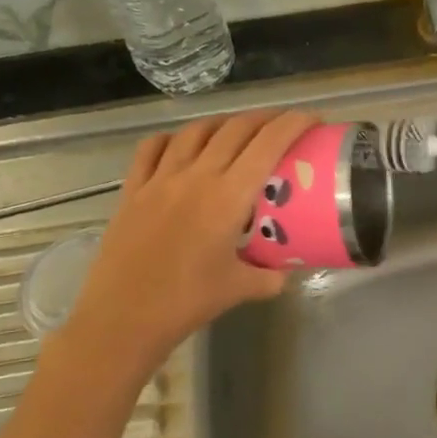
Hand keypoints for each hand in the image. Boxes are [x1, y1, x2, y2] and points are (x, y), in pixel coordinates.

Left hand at [56, 109, 317, 361]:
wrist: (123, 318)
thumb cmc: (186, 302)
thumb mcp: (240, 289)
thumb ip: (270, 275)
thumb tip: (285, 270)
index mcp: (228, 197)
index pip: (267, 145)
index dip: (293, 124)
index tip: (313, 119)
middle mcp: (196, 177)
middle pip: (235, 129)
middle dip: (265, 119)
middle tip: (283, 126)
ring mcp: (160, 179)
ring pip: (196, 131)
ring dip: (223, 123)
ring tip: (238, 131)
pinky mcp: (132, 190)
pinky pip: (153, 148)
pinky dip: (174, 138)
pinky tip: (183, 145)